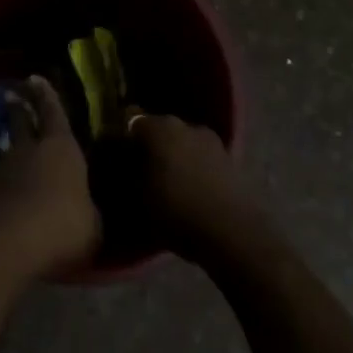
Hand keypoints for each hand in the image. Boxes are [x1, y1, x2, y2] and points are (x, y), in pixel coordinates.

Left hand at [0, 77, 101, 284]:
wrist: (6, 245)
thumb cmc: (61, 225)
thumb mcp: (92, 225)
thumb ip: (88, 210)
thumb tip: (84, 209)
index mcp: (60, 146)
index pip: (54, 111)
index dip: (47, 96)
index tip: (36, 77)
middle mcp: (29, 149)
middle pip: (22, 121)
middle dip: (20, 109)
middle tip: (14, 97)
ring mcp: (2, 170)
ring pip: (8, 151)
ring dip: (12, 150)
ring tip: (15, 151)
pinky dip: (5, 184)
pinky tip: (10, 194)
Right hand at [122, 110, 259, 263]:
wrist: (235, 233)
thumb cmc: (178, 213)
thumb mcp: (139, 199)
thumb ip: (127, 175)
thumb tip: (122, 166)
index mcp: (158, 127)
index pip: (130, 119)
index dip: (122, 136)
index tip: (118, 154)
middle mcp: (184, 124)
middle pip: (160, 128)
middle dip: (151, 145)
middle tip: (143, 170)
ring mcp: (211, 139)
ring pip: (184, 141)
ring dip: (176, 156)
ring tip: (171, 183)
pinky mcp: (231, 158)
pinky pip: (203, 156)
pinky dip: (196, 167)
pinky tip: (194, 190)